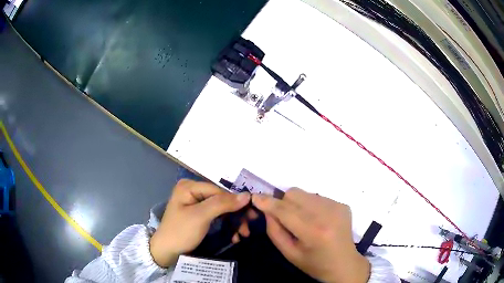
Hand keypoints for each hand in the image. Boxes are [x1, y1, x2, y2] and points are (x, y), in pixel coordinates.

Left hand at [150, 179, 250, 267]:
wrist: (167, 252)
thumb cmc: (181, 232)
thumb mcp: (201, 216)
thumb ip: (222, 204)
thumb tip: (247, 195)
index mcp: (190, 186)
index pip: (219, 191)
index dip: (236, 202)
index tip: (251, 216)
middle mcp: (193, 191)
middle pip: (221, 200)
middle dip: (235, 215)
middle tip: (247, 229)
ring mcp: (196, 203)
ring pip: (221, 209)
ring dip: (233, 222)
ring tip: (243, 235)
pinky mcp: (199, 215)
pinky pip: (216, 216)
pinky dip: (226, 225)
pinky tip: (233, 235)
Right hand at [252, 188, 369, 282]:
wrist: (344, 264)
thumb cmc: (314, 264)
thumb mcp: (289, 253)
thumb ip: (275, 231)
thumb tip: (266, 209)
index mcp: (313, 232)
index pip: (285, 210)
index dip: (268, 203)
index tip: (255, 197)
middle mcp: (327, 214)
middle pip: (294, 194)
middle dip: (284, 203)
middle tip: (286, 218)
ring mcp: (337, 206)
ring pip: (305, 193)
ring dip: (298, 204)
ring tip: (304, 221)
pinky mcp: (342, 204)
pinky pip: (317, 197)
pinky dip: (311, 206)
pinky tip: (317, 220)